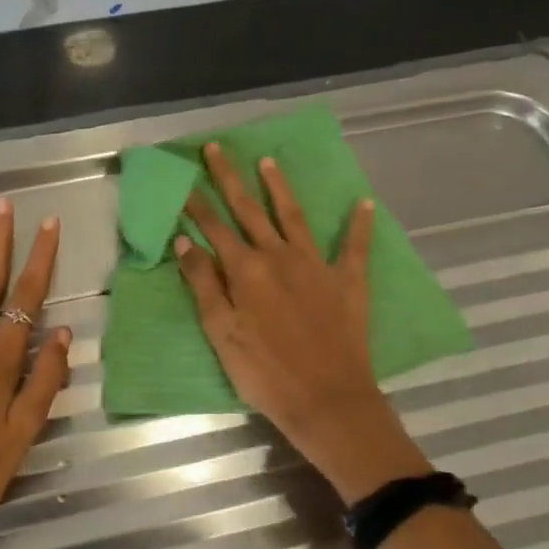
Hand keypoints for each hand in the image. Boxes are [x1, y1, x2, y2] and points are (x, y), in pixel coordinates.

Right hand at [176, 143, 428, 502]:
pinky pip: (356, 247)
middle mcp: (279, 256)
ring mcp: (317, 265)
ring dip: (279, 187)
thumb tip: (184, 240)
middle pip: (249, 209)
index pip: (214, 226)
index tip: (183, 176)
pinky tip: (365, 203)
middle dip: (230, 177)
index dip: (196, 201)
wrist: (328, 400)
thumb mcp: (221, 332)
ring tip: (268, 161)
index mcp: (246, 269)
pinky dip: (360, 225)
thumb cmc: (264, 372)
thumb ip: (204, 283)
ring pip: (294, 216)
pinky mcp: (348, 282)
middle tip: (217, 148)